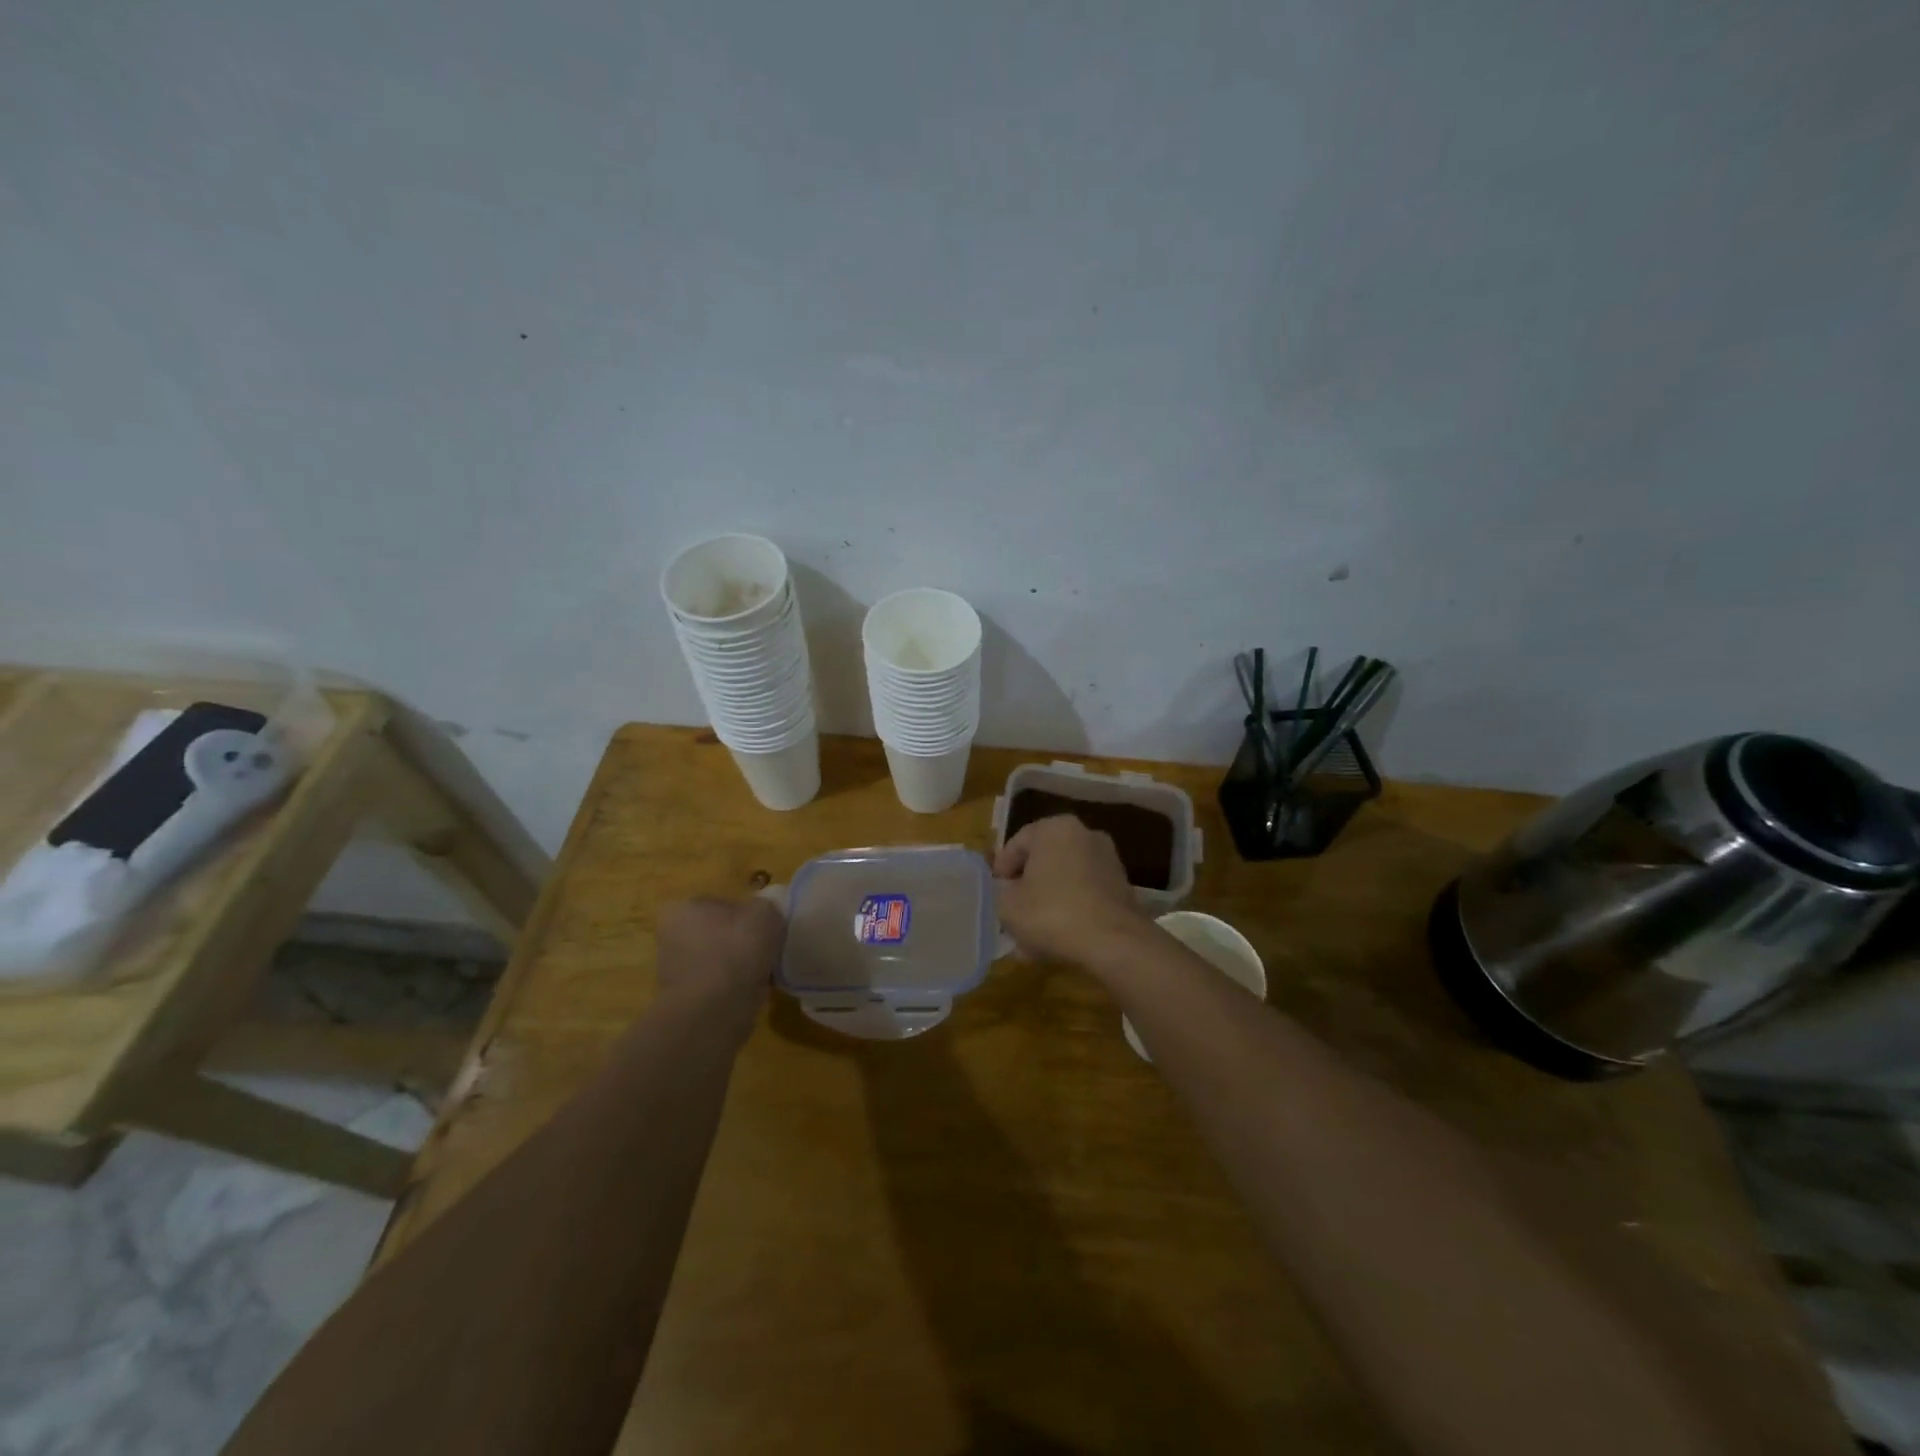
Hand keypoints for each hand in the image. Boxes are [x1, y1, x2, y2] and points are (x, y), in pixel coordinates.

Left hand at [655, 896, 784, 1031]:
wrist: (715, 1011)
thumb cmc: (736, 951)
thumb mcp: (765, 914)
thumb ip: (765, 906)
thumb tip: (762, 915)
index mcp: (683, 909)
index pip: (720, 904)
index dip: (746, 914)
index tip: (764, 927)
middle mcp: (671, 936)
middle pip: (717, 933)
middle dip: (738, 941)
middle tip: (766, 949)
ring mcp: (674, 971)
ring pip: (717, 960)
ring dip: (737, 966)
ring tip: (763, 972)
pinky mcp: (684, 1000)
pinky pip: (717, 986)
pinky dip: (733, 988)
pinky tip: (752, 991)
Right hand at [993, 814, 1149, 964]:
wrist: (1115, 943)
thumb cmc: (1053, 914)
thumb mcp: (1008, 905)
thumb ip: (1000, 891)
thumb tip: (1007, 889)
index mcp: (1054, 828)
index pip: (1016, 844)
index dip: (1000, 871)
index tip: (995, 896)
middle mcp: (1084, 834)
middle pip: (1042, 861)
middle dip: (1026, 889)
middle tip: (1013, 915)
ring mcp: (1107, 859)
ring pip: (1064, 880)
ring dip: (1047, 903)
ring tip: (1032, 937)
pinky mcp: (1122, 885)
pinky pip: (1085, 894)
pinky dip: (1071, 910)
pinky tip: (1058, 940)